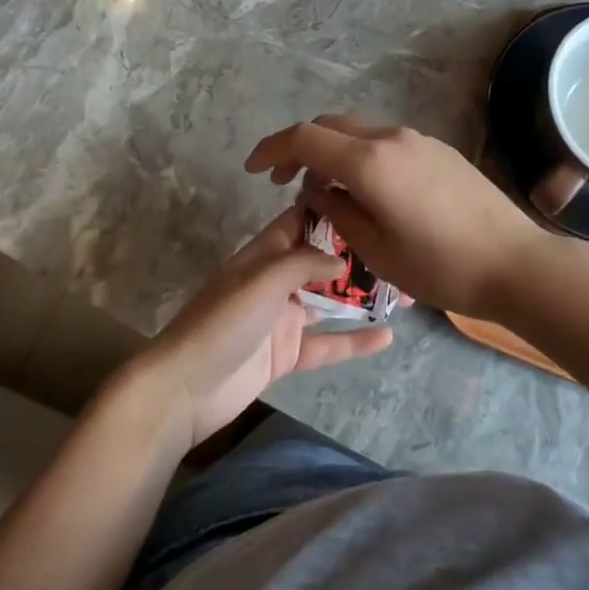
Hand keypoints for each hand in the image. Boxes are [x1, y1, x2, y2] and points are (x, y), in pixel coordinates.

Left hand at [134, 206, 392, 447]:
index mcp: (265, 254)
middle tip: (400, 253)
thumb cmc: (223, 322)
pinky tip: (387, 337)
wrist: (184, 390)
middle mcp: (276, 280)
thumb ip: (305, 263)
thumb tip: (343, 258)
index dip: (331, 209)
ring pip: (329, 300)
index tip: (371, 199)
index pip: (301, 220)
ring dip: (361, 296)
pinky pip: (327, 343)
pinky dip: (354, 340)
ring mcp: (282, 318)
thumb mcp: (263, 280)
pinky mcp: (287, 354)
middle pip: (322, 261)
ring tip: (404, 292)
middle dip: (357, 256)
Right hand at [244, 116, 580, 319]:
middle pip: (331, 127)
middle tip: (285, 182)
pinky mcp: (438, 150)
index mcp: (369, 161)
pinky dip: (362, 156)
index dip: (272, 149)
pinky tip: (368, 191)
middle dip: (301, 147)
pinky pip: (385, 143)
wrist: (514, 261)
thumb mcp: (375, 250)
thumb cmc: (440, 265)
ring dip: (334, 152)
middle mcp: (391, 138)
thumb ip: (337, 212)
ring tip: (327, 192)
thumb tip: (318, 191)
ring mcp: (418, 140)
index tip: (252, 169)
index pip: (305, 138)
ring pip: (359, 133)